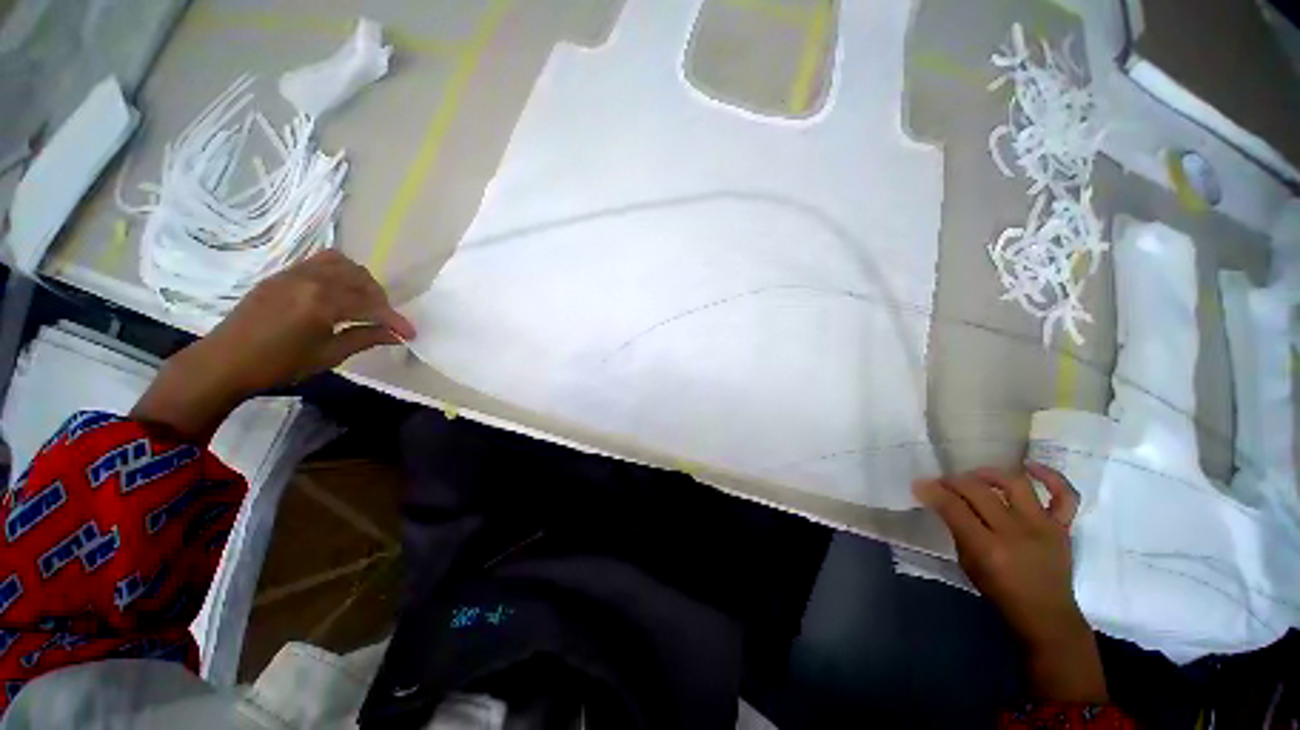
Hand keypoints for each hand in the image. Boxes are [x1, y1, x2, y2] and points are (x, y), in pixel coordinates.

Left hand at [132, 251, 414, 439]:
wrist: (225, 361)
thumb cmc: (278, 364)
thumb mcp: (328, 355)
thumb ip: (365, 338)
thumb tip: (396, 335)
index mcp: (322, 303)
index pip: (372, 305)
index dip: (395, 320)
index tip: (410, 334)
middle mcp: (311, 280)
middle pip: (360, 278)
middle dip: (380, 298)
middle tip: (385, 319)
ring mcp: (294, 273)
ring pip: (341, 263)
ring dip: (360, 280)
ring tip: (363, 300)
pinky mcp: (282, 274)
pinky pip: (319, 262)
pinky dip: (339, 272)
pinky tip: (339, 291)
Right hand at [914, 463, 1107, 702]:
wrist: (1047, 616)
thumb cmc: (1000, 593)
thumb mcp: (968, 564)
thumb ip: (958, 531)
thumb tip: (944, 504)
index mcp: (988, 548)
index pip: (953, 507)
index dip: (932, 491)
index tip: (919, 484)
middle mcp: (1016, 532)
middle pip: (979, 491)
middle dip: (954, 481)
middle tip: (943, 482)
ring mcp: (1043, 527)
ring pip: (1016, 484)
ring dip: (990, 474)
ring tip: (976, 476)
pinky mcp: (1062, 527)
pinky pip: (1065, 496)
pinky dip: (1050, 476)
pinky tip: (1029, 467)